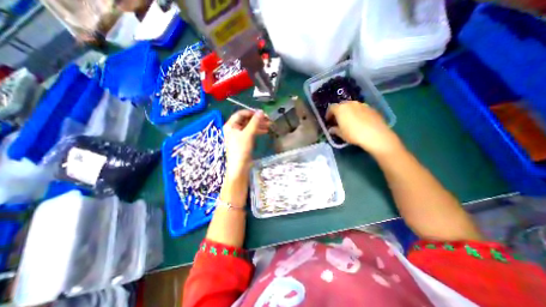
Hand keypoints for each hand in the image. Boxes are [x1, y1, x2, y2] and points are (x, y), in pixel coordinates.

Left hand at [223, 109, 269, 177]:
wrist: (239, 166)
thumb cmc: (241, 149)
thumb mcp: (248, 134)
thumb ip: (255, 122)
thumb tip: (261, 111)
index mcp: (230, 125)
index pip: (241, 114)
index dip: (251, 112)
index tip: (262, 113)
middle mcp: (233, 128)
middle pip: (246, 120)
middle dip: (257, 119)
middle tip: (268, 119)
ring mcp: (238, 135)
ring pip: (249, 126)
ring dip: (259, 125)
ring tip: (269, 125)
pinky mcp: (243, 141)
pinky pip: (250, 132)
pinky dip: (257, 131)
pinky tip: (265, 131)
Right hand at [326, 101, 402, 156]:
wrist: (375, 135)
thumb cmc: (353, 134)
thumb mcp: (341, 134)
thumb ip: (334, 130)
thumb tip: (331, 129)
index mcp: (341, 109)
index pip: (331, 108)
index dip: (328, 114)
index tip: (328, 121)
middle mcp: (351, 103)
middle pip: (341, 106)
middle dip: (338, 112)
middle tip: (337, 121)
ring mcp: (362, 105)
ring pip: (351, 106)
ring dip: (348, 112)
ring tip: (348, 121)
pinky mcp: (371, 108)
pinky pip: (360, 109)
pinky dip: (357, 113)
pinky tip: (359, 122)